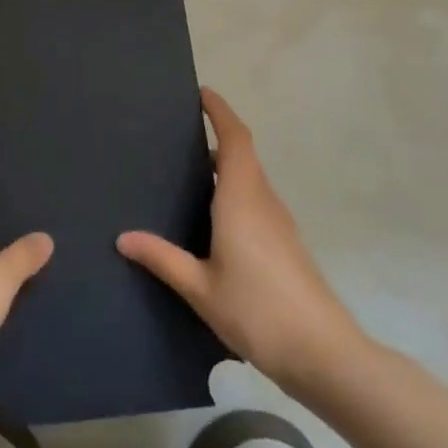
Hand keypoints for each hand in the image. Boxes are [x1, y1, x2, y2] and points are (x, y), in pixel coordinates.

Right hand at [118, 87, 367, 400]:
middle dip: (217, 136)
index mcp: (241, 200)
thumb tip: (123, 237)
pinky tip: (210, 217)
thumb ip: (162, 258)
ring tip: (186, 170)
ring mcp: (279, 223)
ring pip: (250, 179)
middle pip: (243, 155)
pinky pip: (255, 200)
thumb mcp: (200, 288)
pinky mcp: (285, 243)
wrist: (324, 354)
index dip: (221, 112)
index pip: (236, 139)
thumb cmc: (258, 312)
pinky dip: (232, 190)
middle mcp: (263, 202)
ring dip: (225, 165)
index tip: (202, 93)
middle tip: (177, 135)